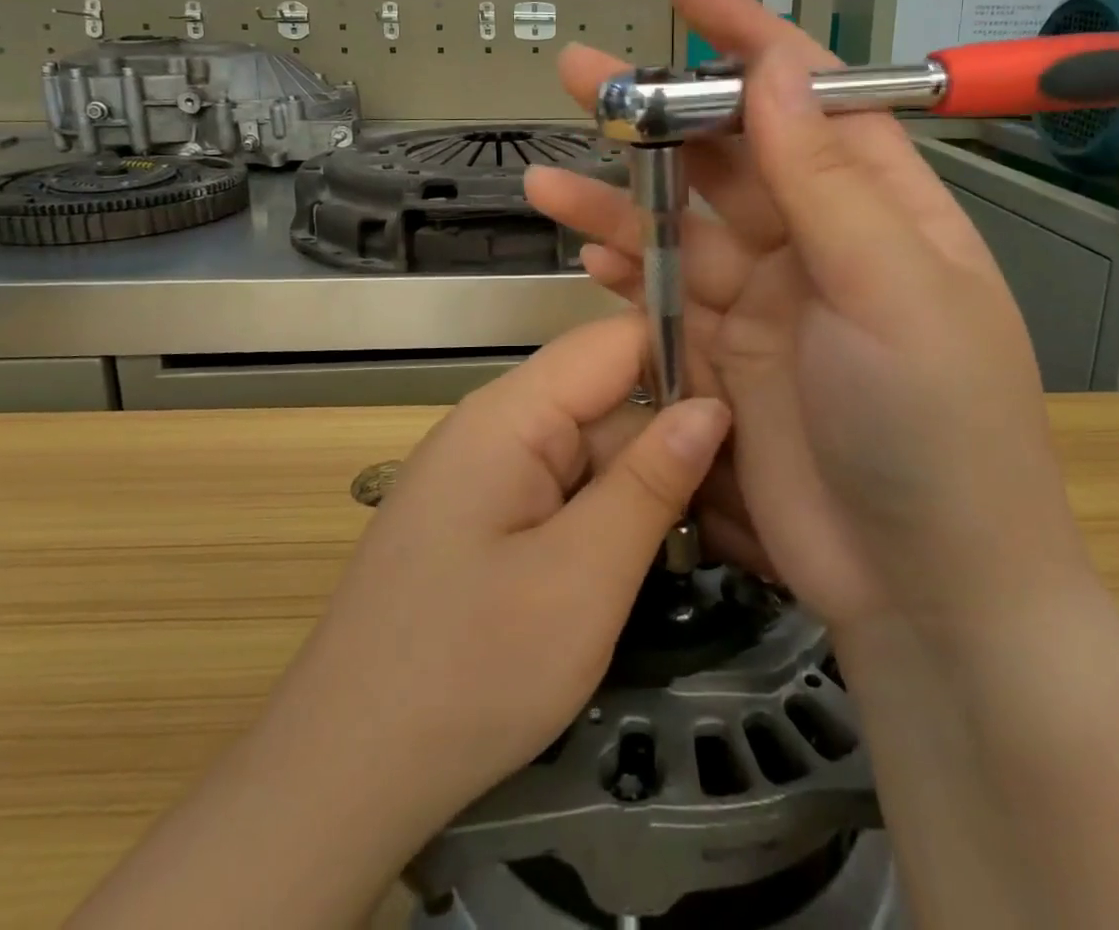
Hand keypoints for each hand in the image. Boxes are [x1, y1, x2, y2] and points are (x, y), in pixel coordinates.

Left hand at [286, 313, 729, 829]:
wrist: (345, 776)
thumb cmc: (468, 671)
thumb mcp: (582, 577)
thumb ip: (650, 482)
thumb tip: (712, 406)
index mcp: (511, 413)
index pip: (615, 342)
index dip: (688, 354)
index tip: (762, 397)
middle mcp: (500, 425)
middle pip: (612, 401)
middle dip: (686, 441)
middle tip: (773, 492)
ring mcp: (495, 473)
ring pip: (599, 452)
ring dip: (662, 488)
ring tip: (747, 534)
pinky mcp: (495, 516)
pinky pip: (572, 492)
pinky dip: (624, 518)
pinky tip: (678, 553)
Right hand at [527, 0, 1094, 633]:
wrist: (923, 584)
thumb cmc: (934, 424)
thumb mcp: (890, 289)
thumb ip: (826, 179)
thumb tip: (779, 69)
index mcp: (879, 207)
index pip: (810, 97)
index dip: (750, 42)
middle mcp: (818, 241)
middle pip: (727, 155)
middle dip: (659, 113)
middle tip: (581, 74)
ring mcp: (765, 300)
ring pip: (680, 224)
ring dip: (619, 195)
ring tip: (549, 171)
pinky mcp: (724, 355)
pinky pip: (664, 294)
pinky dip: (624, 269)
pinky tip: (583, 247)